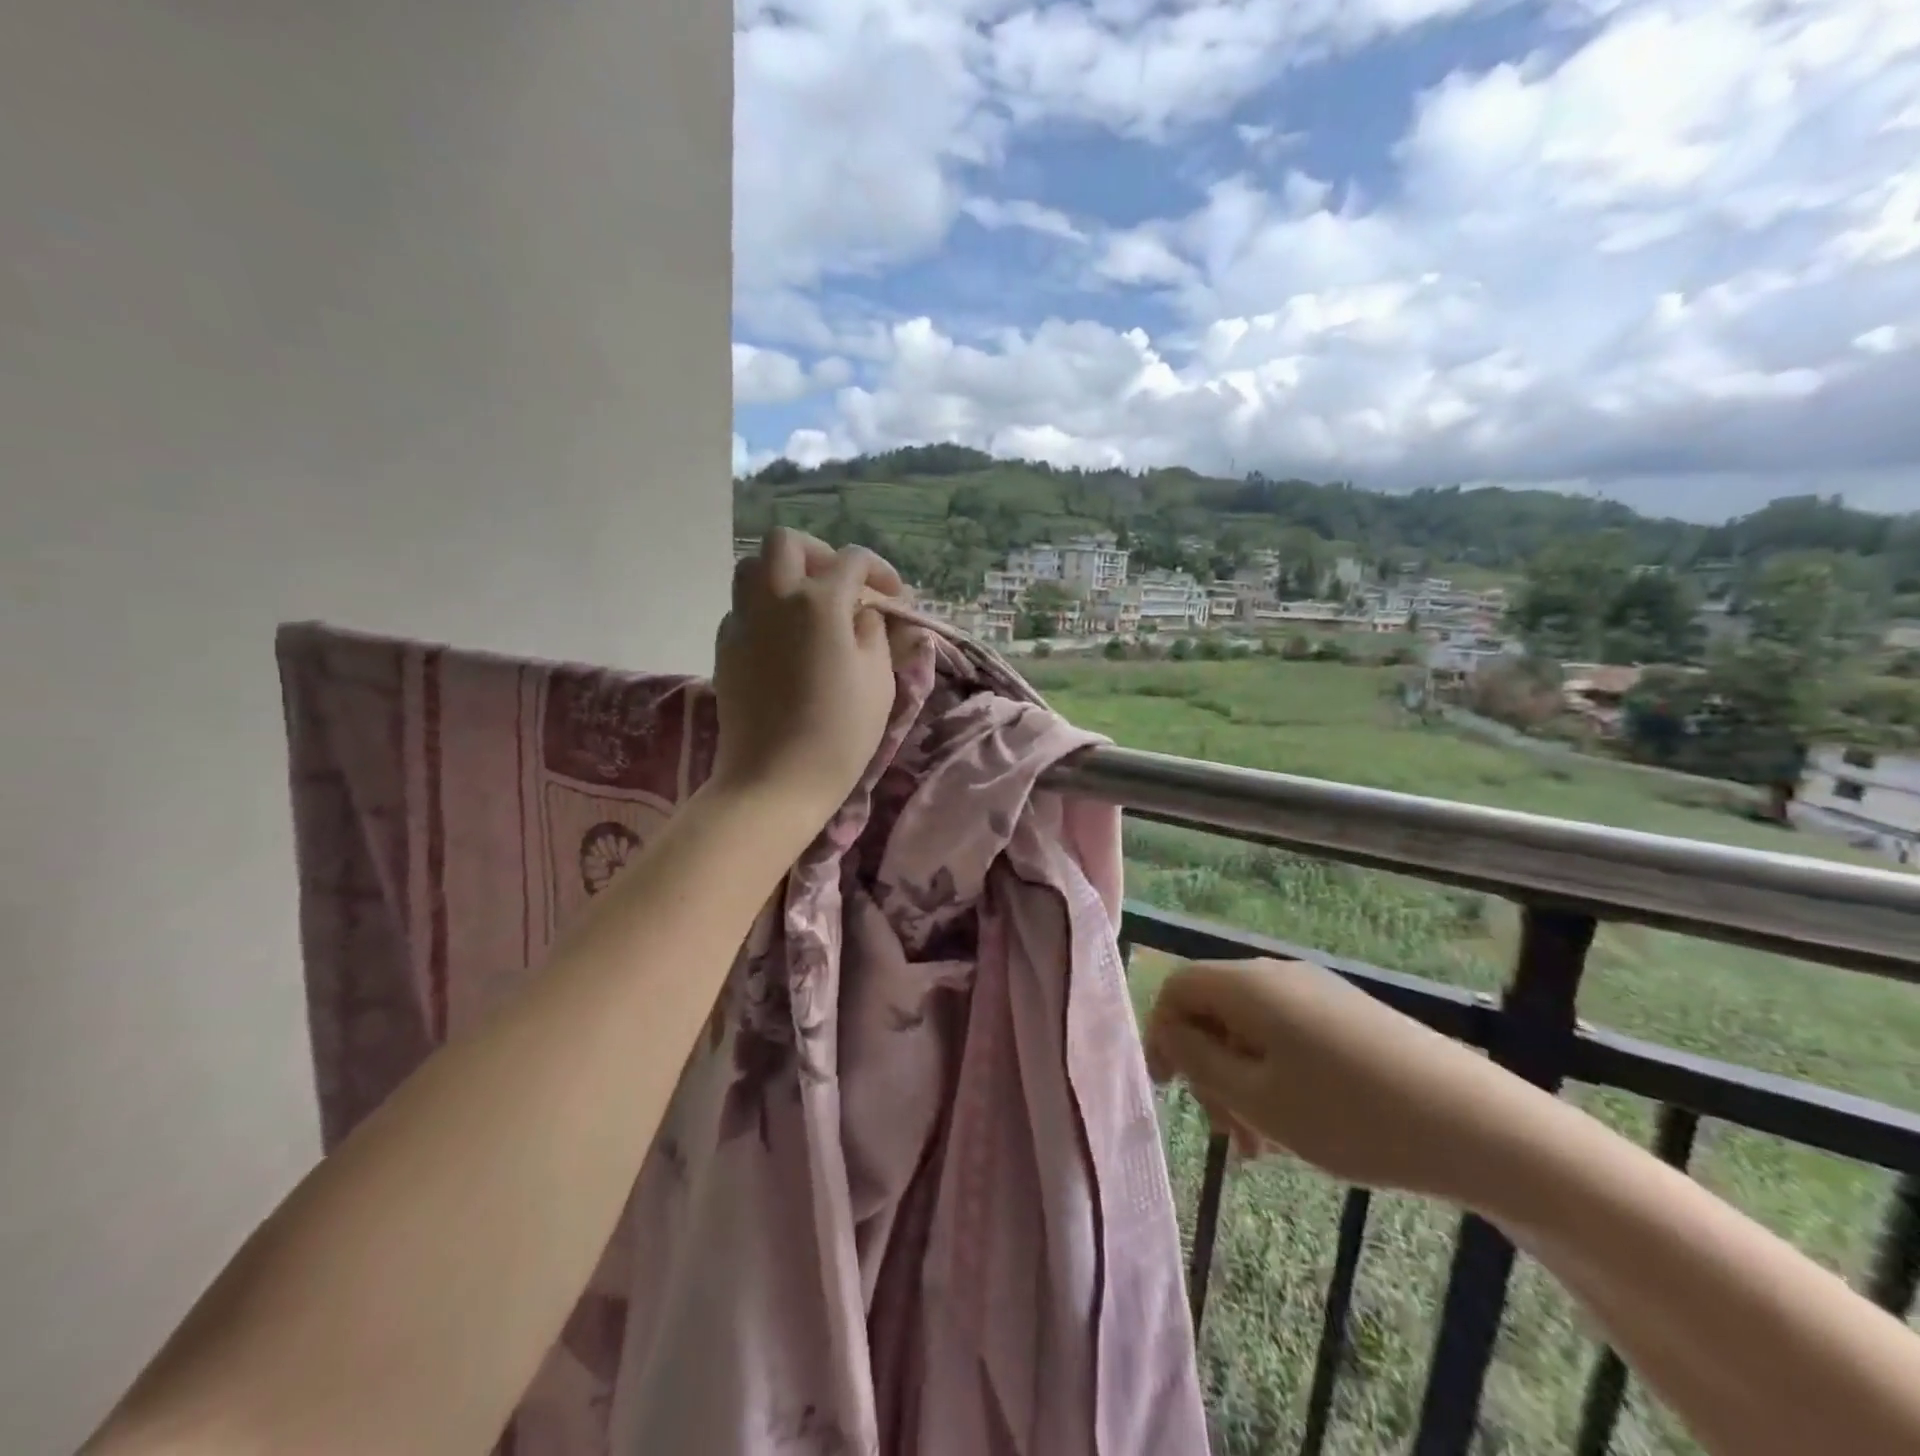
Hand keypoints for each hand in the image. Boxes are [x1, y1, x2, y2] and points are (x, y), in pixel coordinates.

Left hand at [709, 528, 906, 830]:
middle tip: (841, 585)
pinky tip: (785, 640)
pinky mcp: (725, 648)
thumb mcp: (879, 681)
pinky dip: (765, 608)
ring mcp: (743, 622)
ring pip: (752, 567)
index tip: (895, 597)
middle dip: (820, 554)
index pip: (852, 560)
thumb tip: (866, 613)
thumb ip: (876, 633)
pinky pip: (742, 607)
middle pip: (786, 543)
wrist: (775, 780)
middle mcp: (774, 599)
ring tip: (809, 606)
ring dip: (783, 574)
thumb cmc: (840, 733)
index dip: (880, 571)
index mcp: (819, 603)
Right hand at [1144, 957, 1546, 1207]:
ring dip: (1241, 1080)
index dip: (1160, 1034)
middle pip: (1214, 1010)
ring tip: (1263, 1147)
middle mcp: (1278, 974)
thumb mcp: (1258, 1098)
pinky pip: (1287, 1035)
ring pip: (1251, 1028)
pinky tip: (1298, 1126)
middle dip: (1207, 1069)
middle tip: (1227, 1134)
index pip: (1177, 987)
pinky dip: (1274, 1075)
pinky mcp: (1348, 1013)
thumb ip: (1198, 1061)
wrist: (1478, 1126)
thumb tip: (1169, 1033)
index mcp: (1249, 985)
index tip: (1169, 1090)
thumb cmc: (1352, 1117)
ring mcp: (1318, 991)